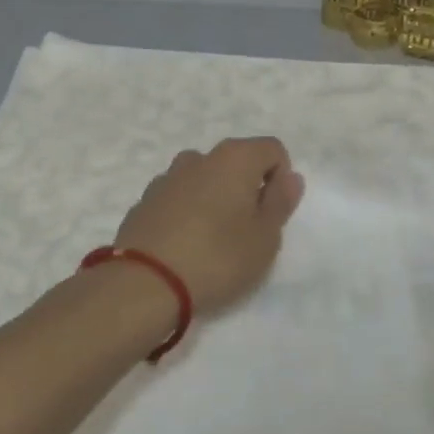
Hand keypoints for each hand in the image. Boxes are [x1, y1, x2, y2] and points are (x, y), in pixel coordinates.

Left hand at [113, 137, 305, 312]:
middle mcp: (199, 157)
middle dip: (247, 189)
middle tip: (247, 231)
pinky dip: (187, 212)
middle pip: (236, 162)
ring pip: (204, 179)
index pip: (272, 149)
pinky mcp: (144, 202)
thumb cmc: (217, 258)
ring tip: (213, 240)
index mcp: (234, 158)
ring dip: (215, 199)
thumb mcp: (265, 237)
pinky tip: (184, 246)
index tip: (272, 215)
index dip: (281, 179)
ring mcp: (167, 178)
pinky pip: (178, 198)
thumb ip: (280, 202)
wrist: (144, 284)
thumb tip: (290, 177)